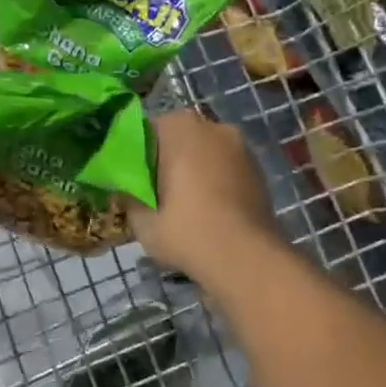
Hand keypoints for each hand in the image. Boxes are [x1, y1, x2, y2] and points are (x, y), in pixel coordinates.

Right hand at [128, 110, 283, 286]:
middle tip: (155, 193)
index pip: (146, 131)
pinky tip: (208, 210)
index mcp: (180, 127)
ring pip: (205, 153)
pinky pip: (226, 169)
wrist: (246, 259)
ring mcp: (241, 147)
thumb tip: (127, 190)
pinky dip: (215, 182)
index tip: (132, 180)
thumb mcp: (141, 219)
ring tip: (183, 204)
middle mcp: (213, 126)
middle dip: (167, 160)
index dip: (136, 156)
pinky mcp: (259, 170)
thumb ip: (128, 196)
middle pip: (179, 139)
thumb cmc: (186, 230)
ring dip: (194, 170)